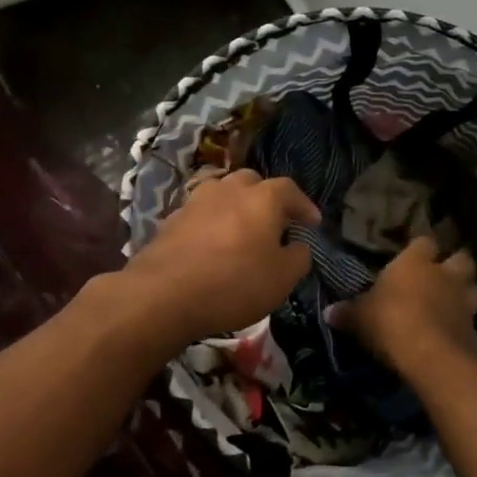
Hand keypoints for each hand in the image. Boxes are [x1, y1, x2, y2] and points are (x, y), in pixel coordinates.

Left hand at [121, 170, 319, 345]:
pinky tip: (211, 244)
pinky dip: (211, 223)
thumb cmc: (234, 283)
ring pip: (222, 194)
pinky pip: (200, 214)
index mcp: (262, 198)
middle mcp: (228, 189)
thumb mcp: (282, 279)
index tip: (312, 223)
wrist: (164, 293)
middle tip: (274, 223)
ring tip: (241, 230)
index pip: (289, 190)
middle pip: (252, 183)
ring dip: (235, 207)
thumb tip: (298, 246)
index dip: (303, 205)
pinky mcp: (171, 219)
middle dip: (266, 199)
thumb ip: (298, 257)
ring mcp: (196, 201)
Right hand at [332, 237, 476, 375]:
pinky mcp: (475, 332)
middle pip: (461, 260)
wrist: (428, 355)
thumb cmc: (389, 322)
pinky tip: (456, 341)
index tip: (413, 258)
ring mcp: (465, 303)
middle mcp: (445, 276)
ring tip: (454, 308)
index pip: (423, 242)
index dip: (420, 250)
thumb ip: (347, 312)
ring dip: (467, 298)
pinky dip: (467, 333)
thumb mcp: (359, 317)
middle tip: (442, 279)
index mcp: (416, 263)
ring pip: (476, 291)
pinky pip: (473, 329)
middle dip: (455, 268)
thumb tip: (328, 312)